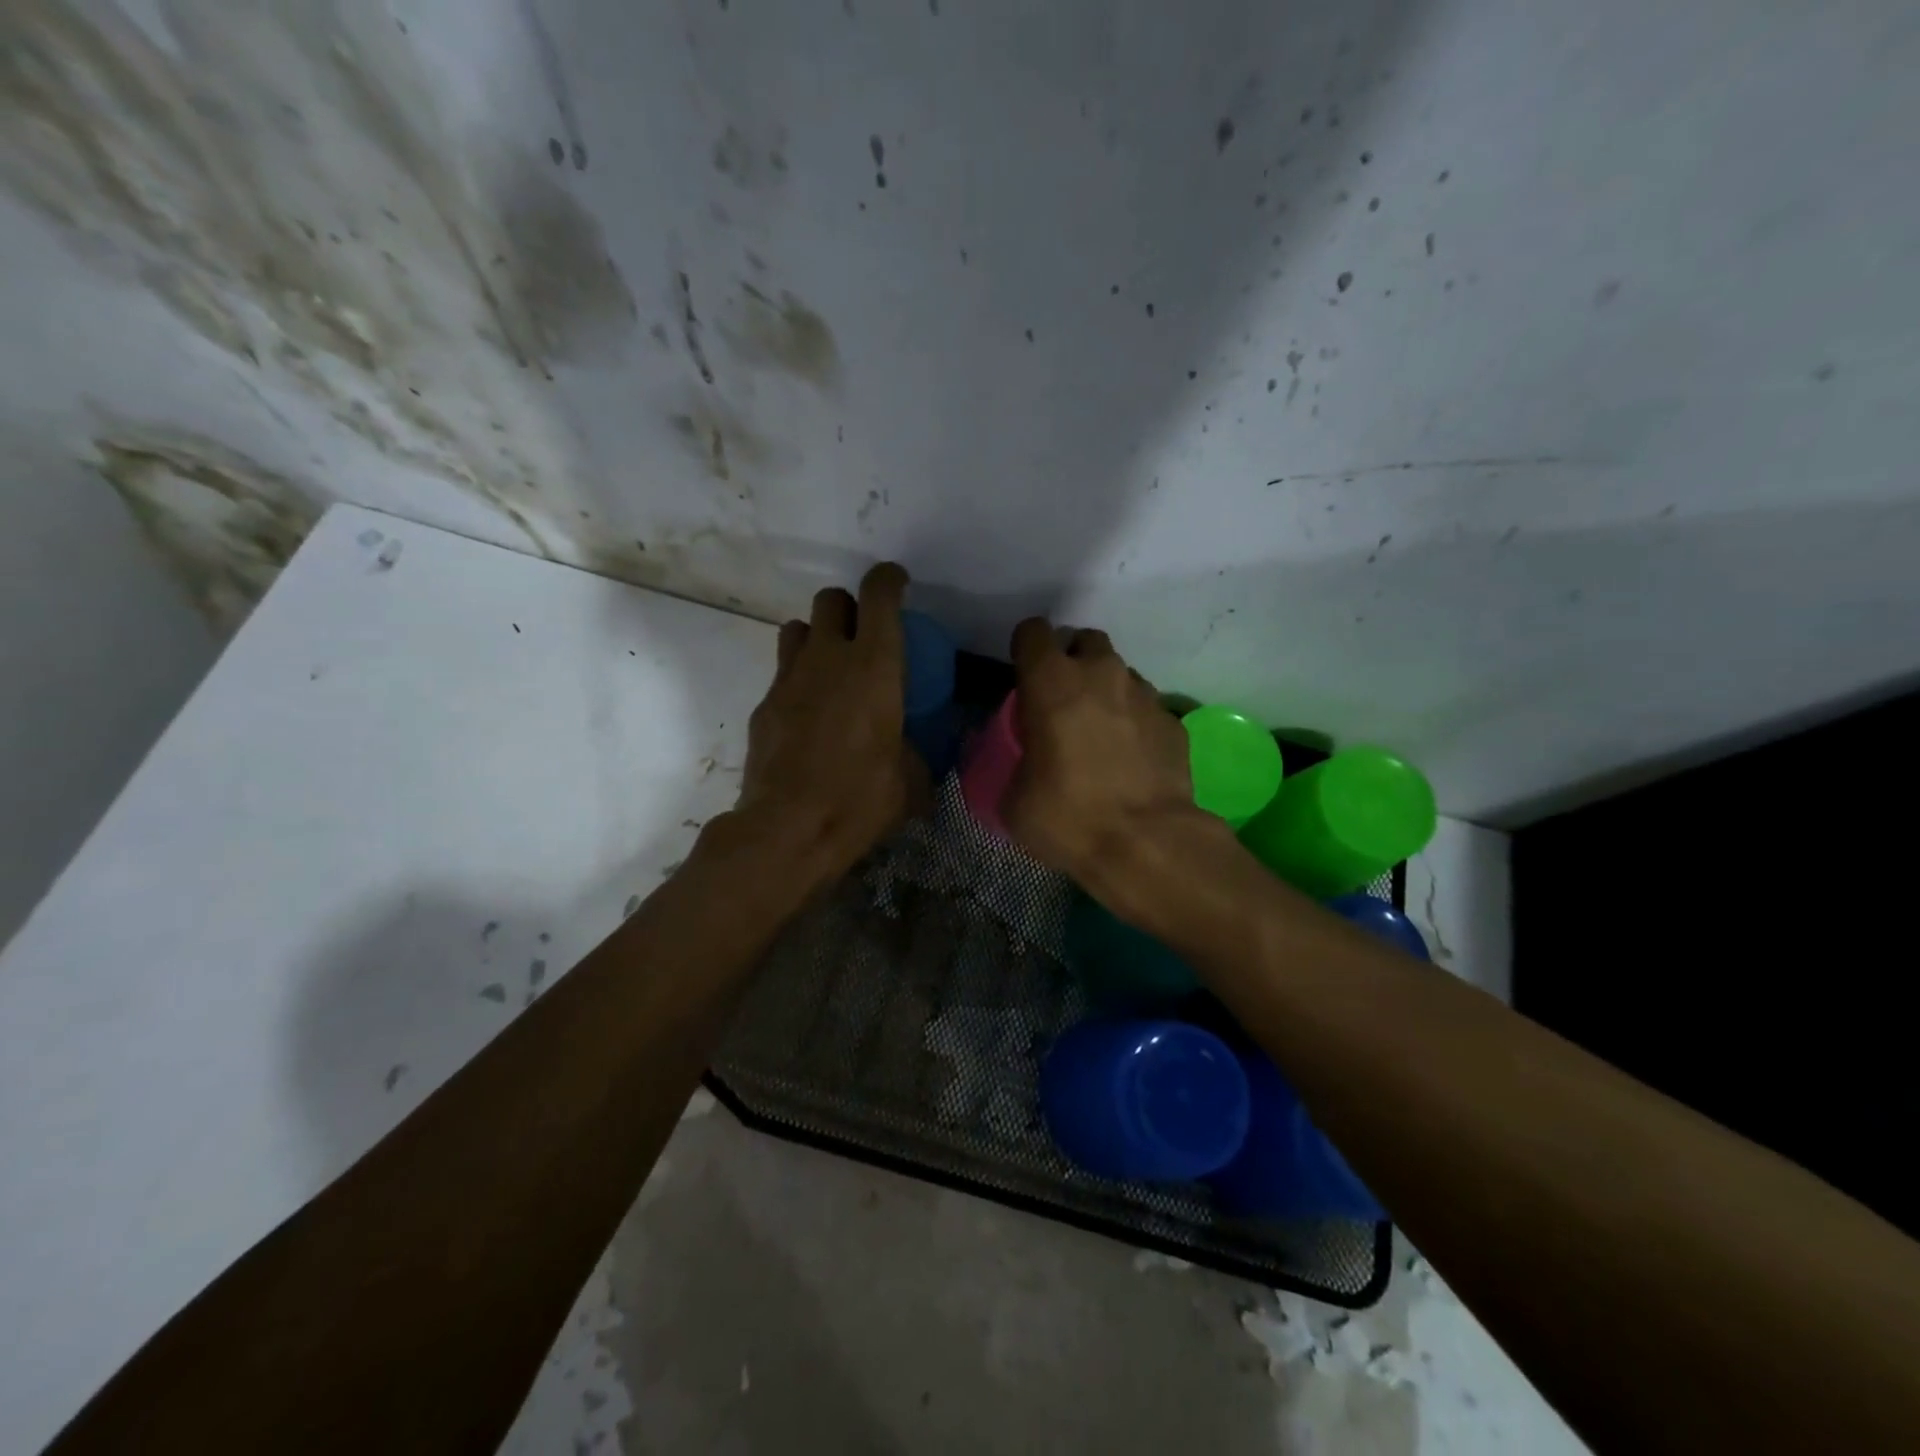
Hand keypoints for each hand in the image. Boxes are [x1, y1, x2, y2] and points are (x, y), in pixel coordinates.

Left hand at [731, 562, 926, 885]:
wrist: (788, 829)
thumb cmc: (859, 799)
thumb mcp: (912, 781)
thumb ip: (921, 754)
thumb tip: (924, 754)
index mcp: (874, 666)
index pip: (878, 595)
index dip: (889, 580)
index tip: (898, 584)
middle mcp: (828, 658)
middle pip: (831, 599)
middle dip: (849, 608)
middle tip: (863, 637)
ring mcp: (788, 679)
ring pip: (797, 628)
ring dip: (816, 637)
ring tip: (831, 670)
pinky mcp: (763, 705)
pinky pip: (782, 674)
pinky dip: (798, 681)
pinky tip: (809, 717)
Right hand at [1001, 619, 1223, 916]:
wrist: (1146, 844)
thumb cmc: (1067, 816)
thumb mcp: (1015, 798)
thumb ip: (1015, 763)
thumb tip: (1025, 762)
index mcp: (1051, 681)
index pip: (1033, 632)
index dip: (1026, 650)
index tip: (1023, 677)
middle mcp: (1100, 674)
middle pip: (1084, 642)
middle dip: (1072, 662)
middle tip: (1063, 702)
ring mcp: (1144, 694)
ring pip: (1120, 674)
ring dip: (1106, 692)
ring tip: (1100, 733)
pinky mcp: (1173, 721)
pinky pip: (1147, 708)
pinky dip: (1135, 723)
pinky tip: (1131, 759)